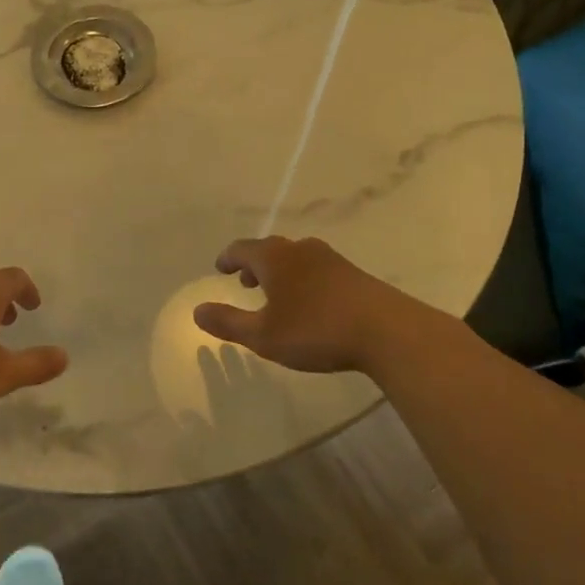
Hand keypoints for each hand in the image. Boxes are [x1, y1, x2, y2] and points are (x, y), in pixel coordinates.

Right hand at [193, 235, 456, 376]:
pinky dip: (303, 278)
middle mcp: (299, 249)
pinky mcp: (353, 274)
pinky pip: (316, 269)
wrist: (387, 331)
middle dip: (254, 264)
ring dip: (280, 271)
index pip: (241, 249)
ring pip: (295, 258)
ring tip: (276, 293)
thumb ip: (228, 322)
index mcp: (273, 258)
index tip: (220, 268)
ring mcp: (330, 259)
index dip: (228, 258)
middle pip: (269, 249)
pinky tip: (310, 302)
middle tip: (245, 281)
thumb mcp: (263, 335)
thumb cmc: (316, 330)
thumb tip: (197, 310)